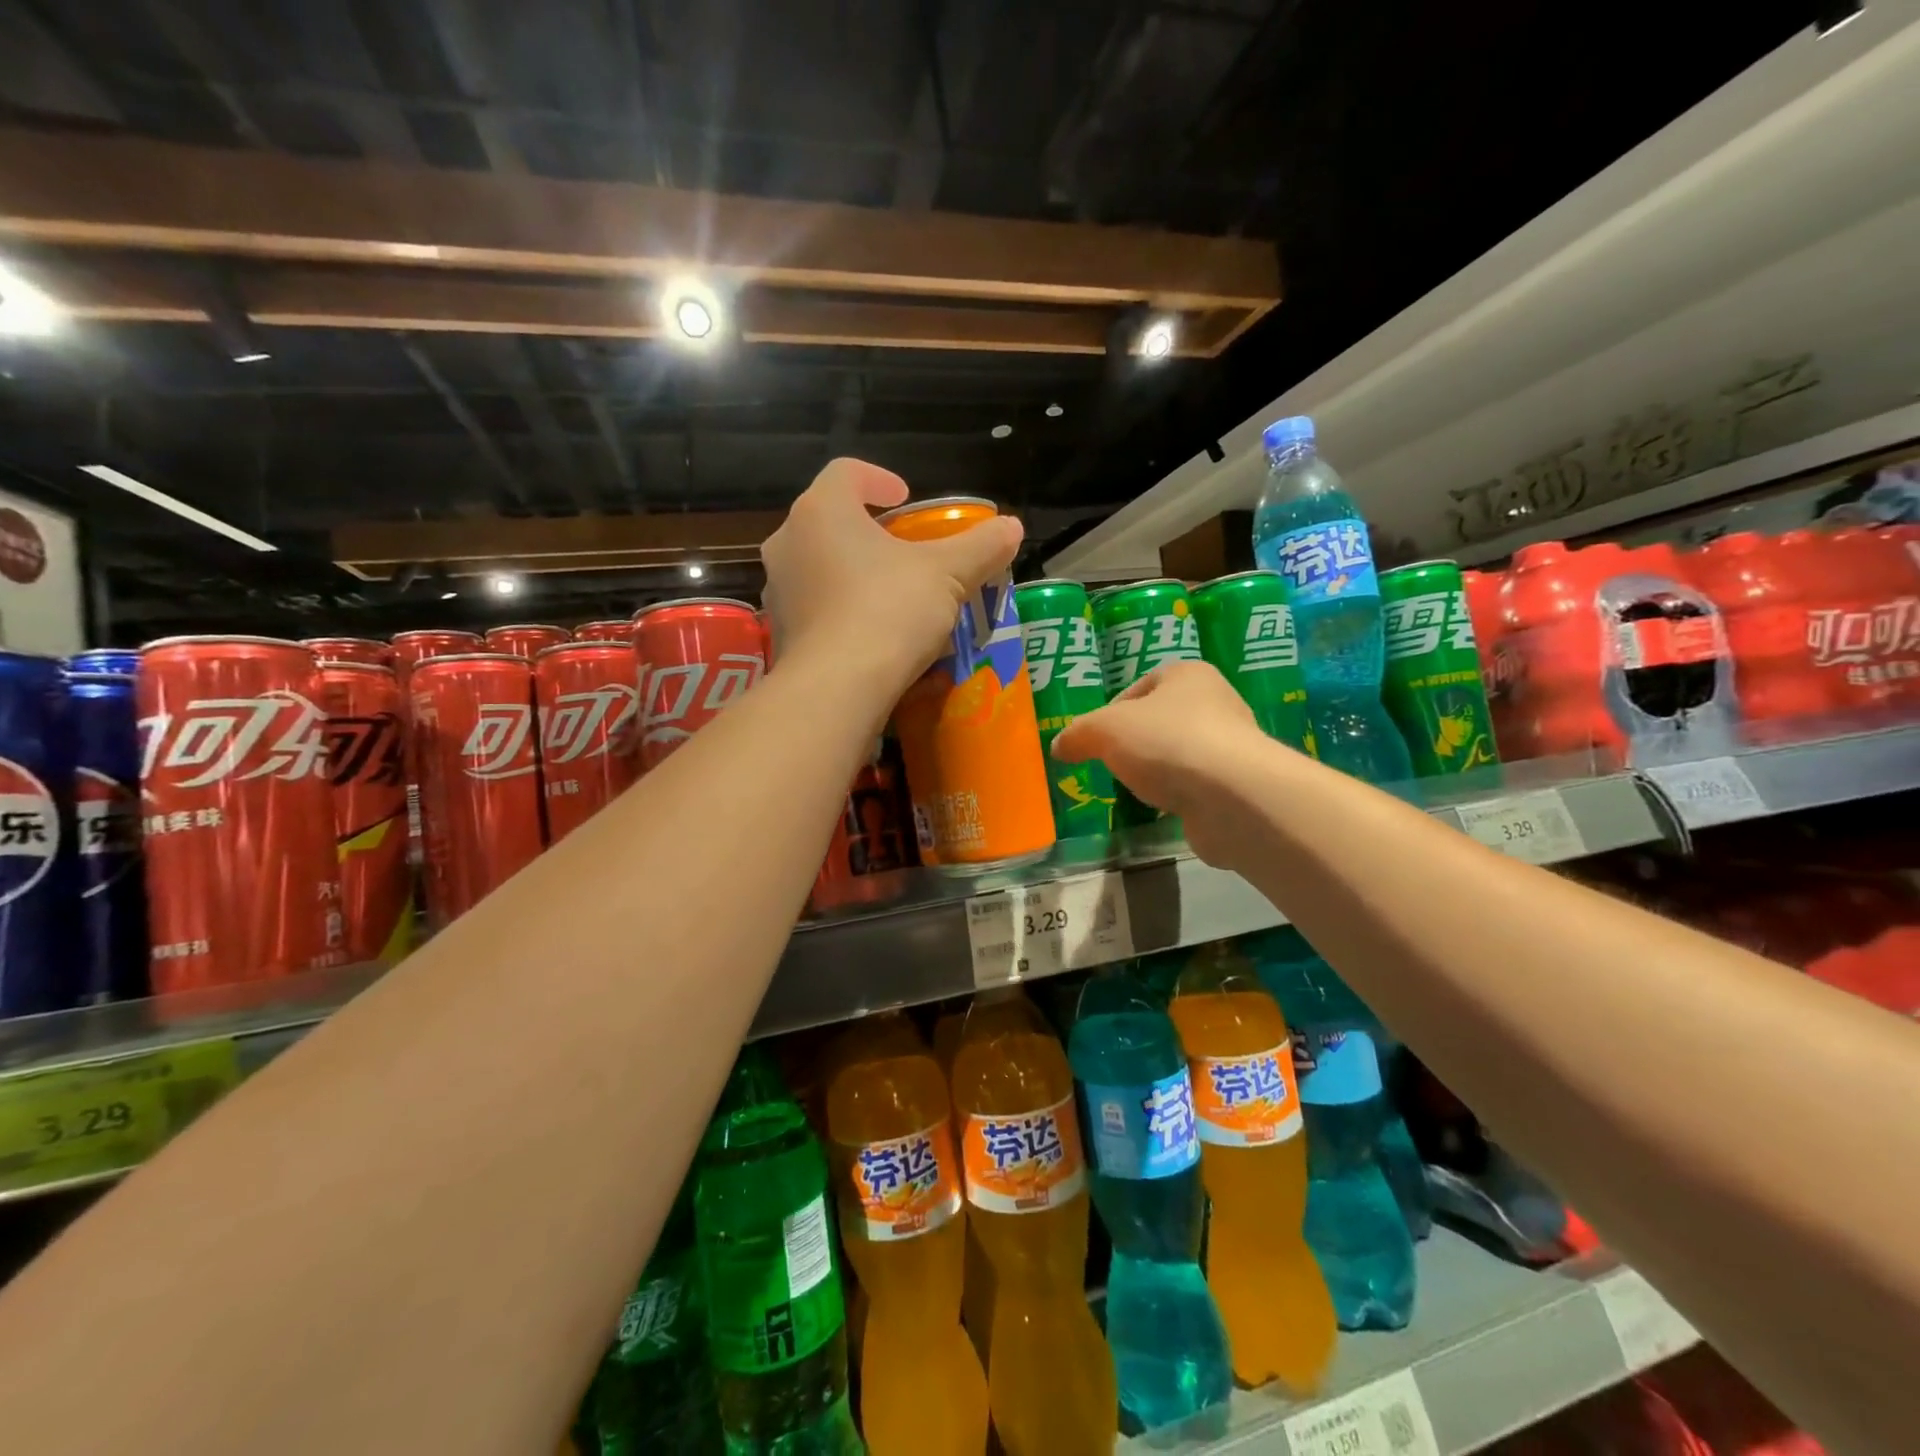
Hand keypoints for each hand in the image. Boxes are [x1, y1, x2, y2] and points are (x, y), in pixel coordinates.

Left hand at [762, 458, 1022, 697]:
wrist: (837, 688)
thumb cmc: (889, 610)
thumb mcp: (947, 575)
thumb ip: (981, 546)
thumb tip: (1012, 526)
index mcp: (822, 510)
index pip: (846, 472)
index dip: (879, 479)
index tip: (906, 500)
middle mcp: (788, 542)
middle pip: (831, 520)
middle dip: (870, 532)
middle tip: (905, 551)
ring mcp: (778, 590)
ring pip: (819, 566)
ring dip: (853, 572)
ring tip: (892, 596)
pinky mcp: (780, 632)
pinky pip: (815, 607)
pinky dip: (841, 610)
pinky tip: (872, 634)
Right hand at [1052, 660, 1269, 863]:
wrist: (1233, 797)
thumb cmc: (1166, 743)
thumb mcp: (1105, 730)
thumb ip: (1078, 735)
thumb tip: (1059, 746)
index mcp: (1188, 674)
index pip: (1142, 685)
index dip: (1113, 710)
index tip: (1095, 738)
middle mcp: (1217, 702)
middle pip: (1161, 720)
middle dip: (1135, 742)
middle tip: (1111, 764)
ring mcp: (1231, 746)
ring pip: (1179, 754)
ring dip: (1158, 771)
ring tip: (1135, 790)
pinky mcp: (1238, 786)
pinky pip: (1196, 786)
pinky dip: (1178, 796)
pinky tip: (1163, 808)